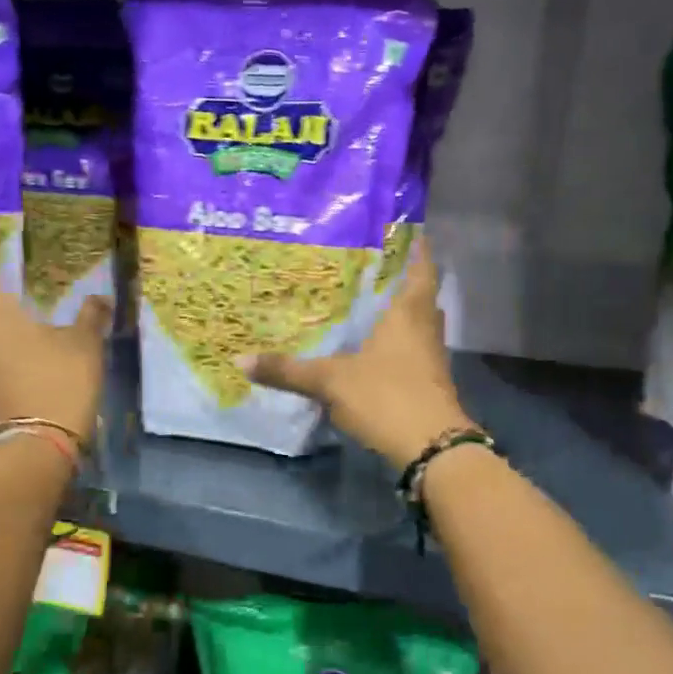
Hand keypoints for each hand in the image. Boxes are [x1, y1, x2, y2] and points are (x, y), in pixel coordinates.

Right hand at [244, 238, 472, 469]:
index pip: (421, 262)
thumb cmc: (387, 396)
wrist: (431, 448)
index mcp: (409, 310)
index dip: (413, 242)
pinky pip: (412, 345)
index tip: (396, 225)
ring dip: (397, 308)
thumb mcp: (331, 381)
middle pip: (419, 289)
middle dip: (397, 275)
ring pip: (416, 319)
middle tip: (365, 261)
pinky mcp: (429, 378)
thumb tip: (240, 360)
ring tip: (363, 297)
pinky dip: (395, 338)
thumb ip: (288, 370)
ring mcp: (431, 354)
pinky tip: (371, 343)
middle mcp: (425, 325)